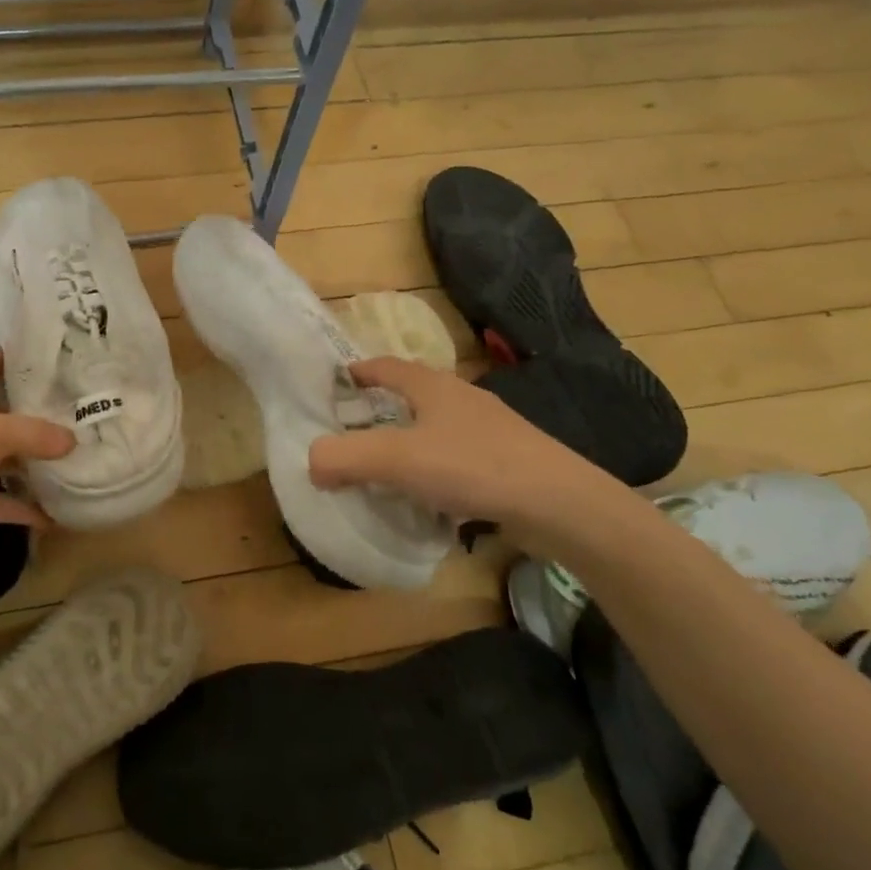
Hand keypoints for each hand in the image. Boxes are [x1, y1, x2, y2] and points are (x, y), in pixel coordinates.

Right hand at [308, 356, 627, 540]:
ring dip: (410, 441)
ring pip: (436, 428)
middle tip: (353, 429)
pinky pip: (457, 458)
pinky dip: (435, 470)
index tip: (337, 381)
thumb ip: (344, 458)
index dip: (359, 371)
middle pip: (412, 394)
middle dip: (382, 408)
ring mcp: (489, 430)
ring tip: (386, 467)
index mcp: (433, 386)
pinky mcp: (506, 462)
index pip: (386, 367)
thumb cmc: (472, 465)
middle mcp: (461, 399)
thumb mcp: (396, 460)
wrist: (558, 503)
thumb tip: (312, 463)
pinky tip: (428, 498)